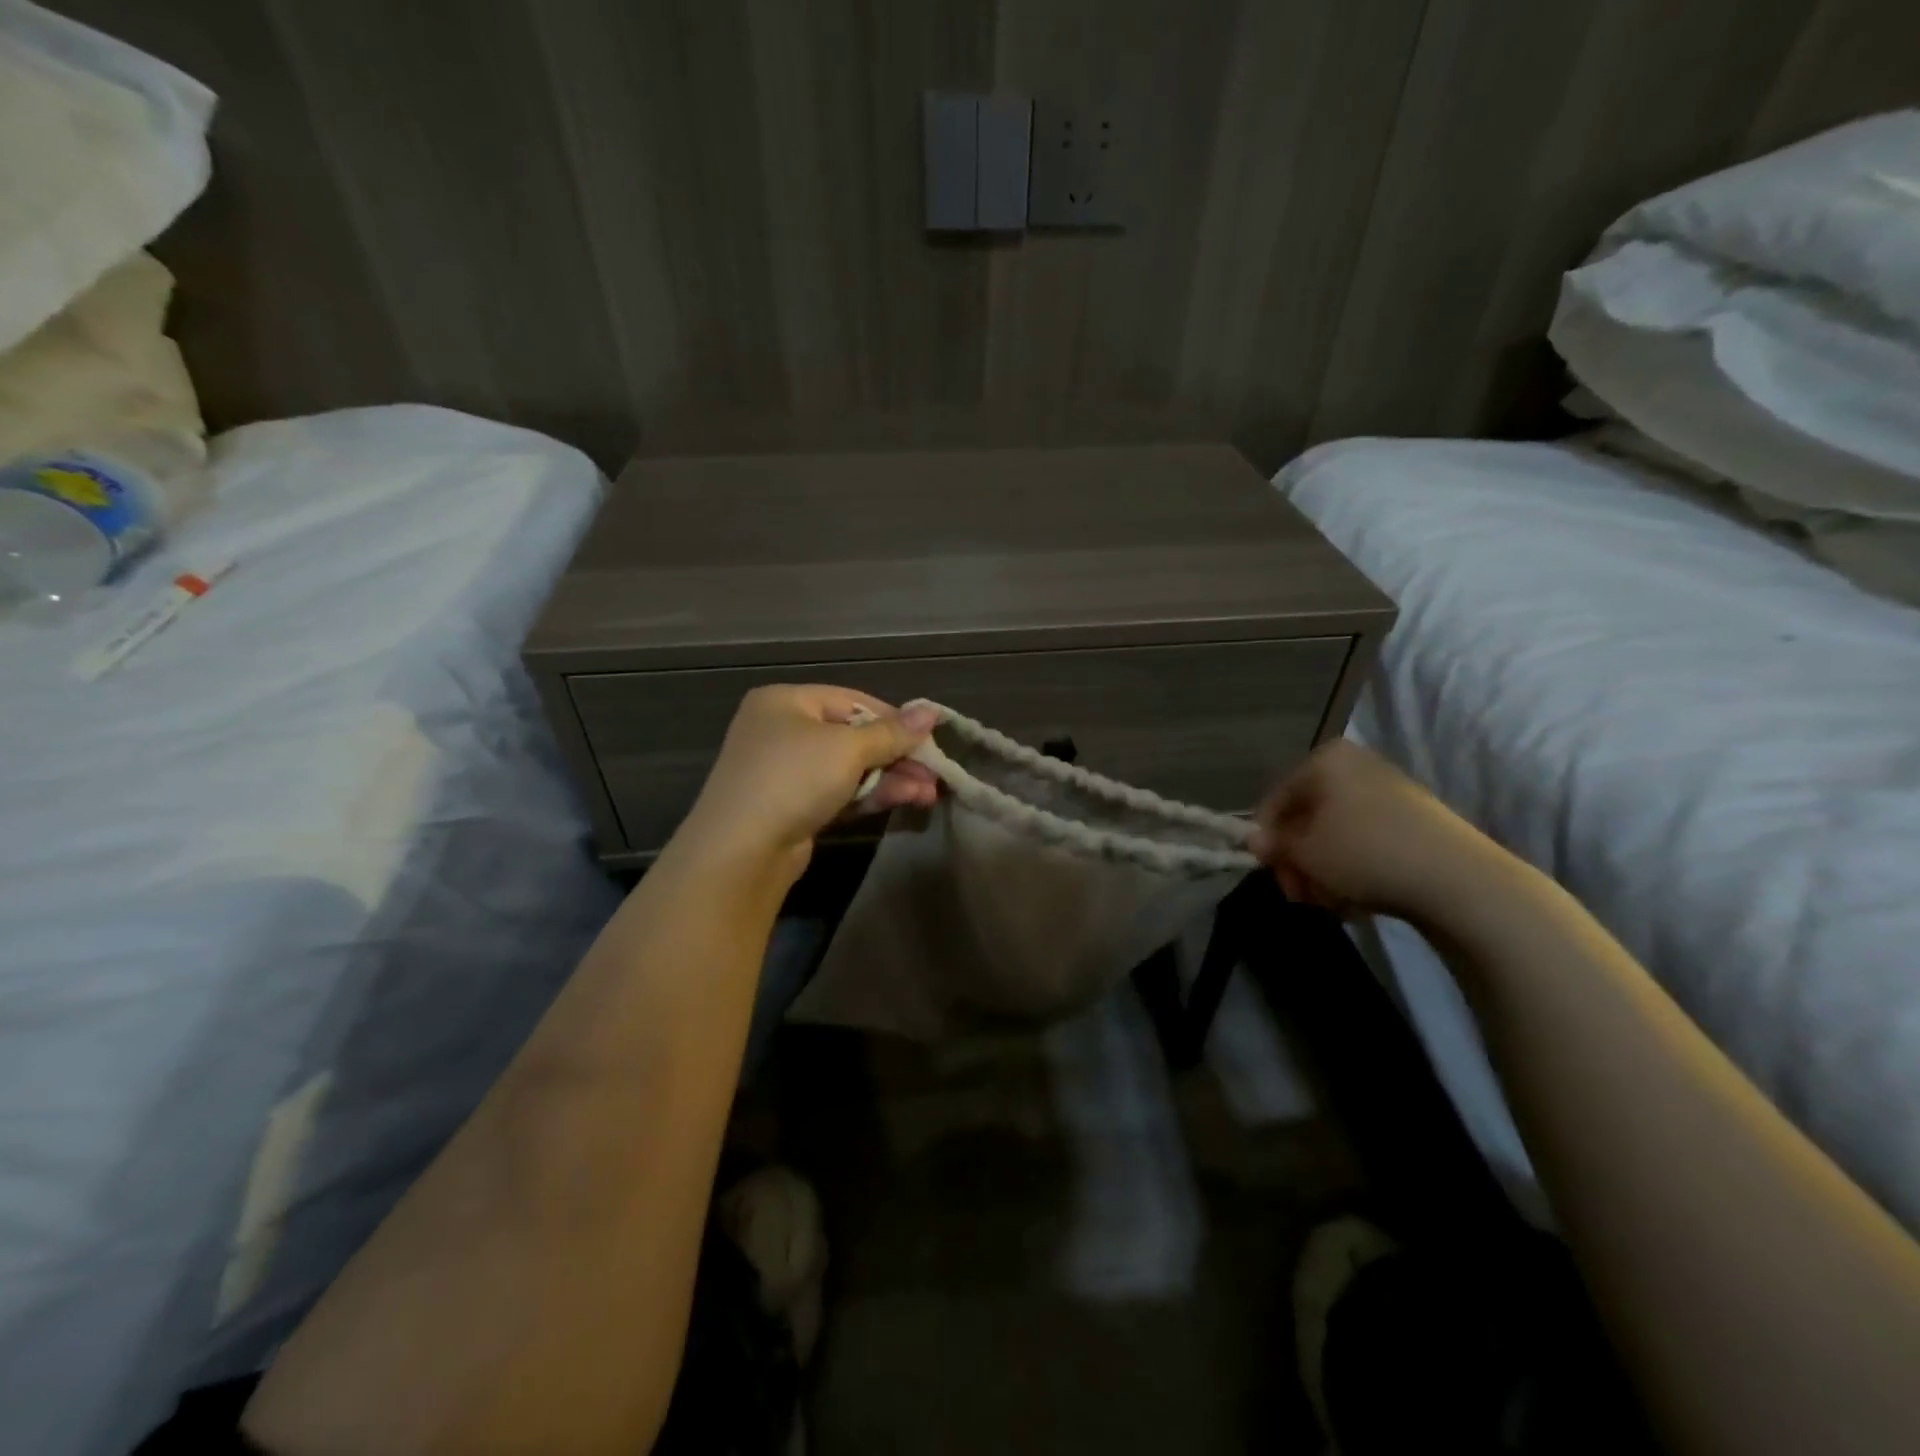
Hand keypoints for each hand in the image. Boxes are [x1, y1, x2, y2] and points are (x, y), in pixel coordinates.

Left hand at [679, 685, 938, 875]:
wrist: (740, 852)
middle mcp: (782, 731)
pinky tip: (905, 801)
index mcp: (786, 702)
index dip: (894, 719)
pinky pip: (838, 792)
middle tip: (934, 774)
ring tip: (929, 794)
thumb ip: (893, 732)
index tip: (929, 739)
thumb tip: (932, 711)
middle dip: (897, 756)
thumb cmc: (793, 779)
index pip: (852, 701)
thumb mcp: (848, 749)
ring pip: (849, 768)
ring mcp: (785, 772)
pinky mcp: (792, 807)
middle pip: (853, 736)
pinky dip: (870, 796)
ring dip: (890, 779)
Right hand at [1251, 740, 1497, 921]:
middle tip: (1300, 894)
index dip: (1267, 840)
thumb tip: (1255, 841)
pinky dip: (1354, 871)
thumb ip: (1274, 845)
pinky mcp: (1413, 823)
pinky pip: (1365, 844)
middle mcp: (1355, 767)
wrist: (1458, 880)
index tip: (1272, 874)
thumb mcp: (1305, 852)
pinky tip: (1357, 900)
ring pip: (1335, 835)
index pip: (1276, 800)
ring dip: (1324, 871)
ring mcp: (1387, 793)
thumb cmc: (1365, 853)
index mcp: (1325, 760)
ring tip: (1332, 902)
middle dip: (1299, 860)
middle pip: (1307, 818)